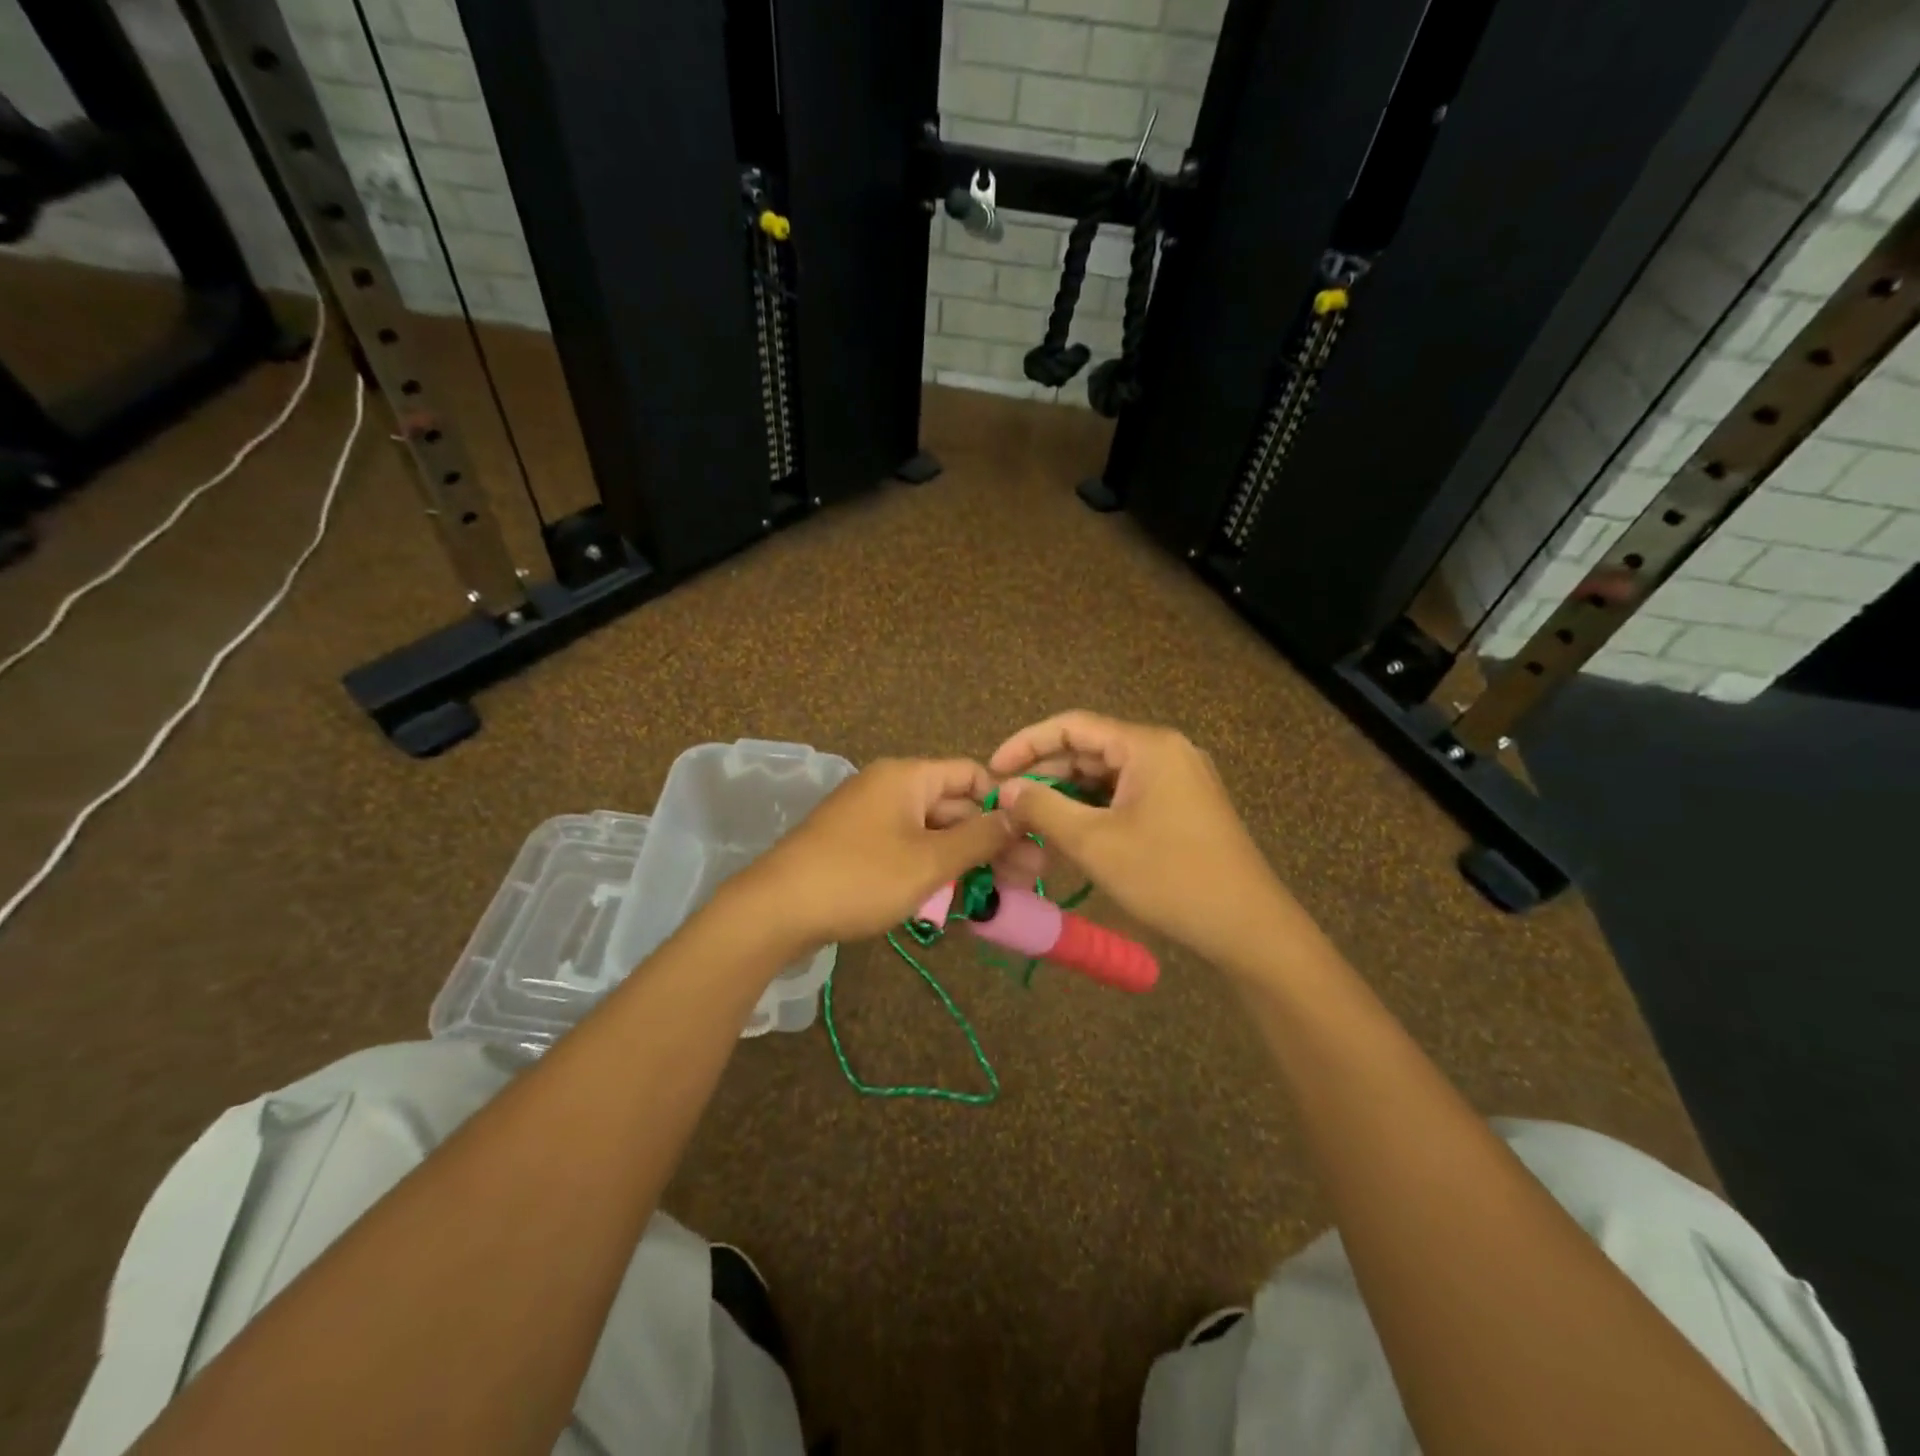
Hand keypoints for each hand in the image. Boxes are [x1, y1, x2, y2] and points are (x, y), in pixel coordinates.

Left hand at [729, 758, 1015, 951]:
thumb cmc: (860, 877)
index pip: (972, 774)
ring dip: (966, 860)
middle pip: (955, 805)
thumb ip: (980, 837)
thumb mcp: (929, 860)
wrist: (776, 910)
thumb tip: (1020, 815)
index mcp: (908, 776)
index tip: (1030, 840)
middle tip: (1026, 880)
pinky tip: (957, 900)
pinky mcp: (858, 847)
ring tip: (999, 896)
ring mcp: (872, 818)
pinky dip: (934, 869)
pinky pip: (908, 849)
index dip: (1004, 804)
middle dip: (991, 840)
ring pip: (933, 832)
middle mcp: (891, 788)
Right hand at [989, 711, 1300, 974]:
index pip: (1073, 725)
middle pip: (1091, 747)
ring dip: (1069, 791)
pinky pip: (1128, 794)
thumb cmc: (1168, 877)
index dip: (1027, 743)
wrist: (1248, 926)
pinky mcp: (1184, 805)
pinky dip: (1096, 807)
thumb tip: (1007, 789)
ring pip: (1109, 774)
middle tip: (1008, 800)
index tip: (994, 769)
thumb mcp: (1095, 842)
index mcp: (1147, 745)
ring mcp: (1179, 778)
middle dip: (1047, 771)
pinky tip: (1071, 828)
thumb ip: (1045, 808)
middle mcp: (1165, 750)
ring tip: (1032, 816)